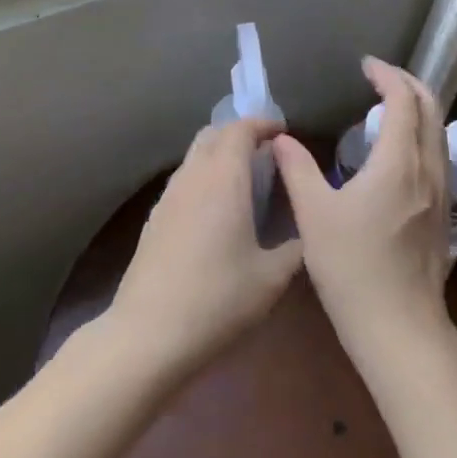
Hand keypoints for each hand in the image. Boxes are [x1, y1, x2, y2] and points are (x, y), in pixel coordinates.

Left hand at [108, 118, 305, 385]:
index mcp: (224, 178)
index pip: (241, 129)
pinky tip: (216, 211)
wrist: (149, 333)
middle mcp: (193, 176)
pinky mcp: (154, 219)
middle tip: (266, 152)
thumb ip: (295, 248)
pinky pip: (183, 181)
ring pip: (195, 156)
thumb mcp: (271, 279)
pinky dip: (203, 178)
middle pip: (213, 134)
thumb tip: (307, 234)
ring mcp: (168, 196)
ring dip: (219, 155)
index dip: (263, 124)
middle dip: (239, 134)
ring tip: (244, 180)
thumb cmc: (218, 299)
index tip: (283, 132)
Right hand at [272, 58, 456, 380]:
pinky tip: (397, 154)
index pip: (404, 99)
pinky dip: (421, 136)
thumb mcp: (314, 216)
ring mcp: (442, 194)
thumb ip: (298, 169)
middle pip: (432, 108)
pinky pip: (438, 156)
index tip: (366, 65)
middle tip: (380, 78)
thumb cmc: (353, 269)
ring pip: (439, 133)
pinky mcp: (444, 215)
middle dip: (409, 84)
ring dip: (418, 110)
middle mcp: (428, 170)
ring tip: (387, 109)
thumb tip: (281, 139)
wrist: (401, 331)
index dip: (387, 75)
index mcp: (399, 162)